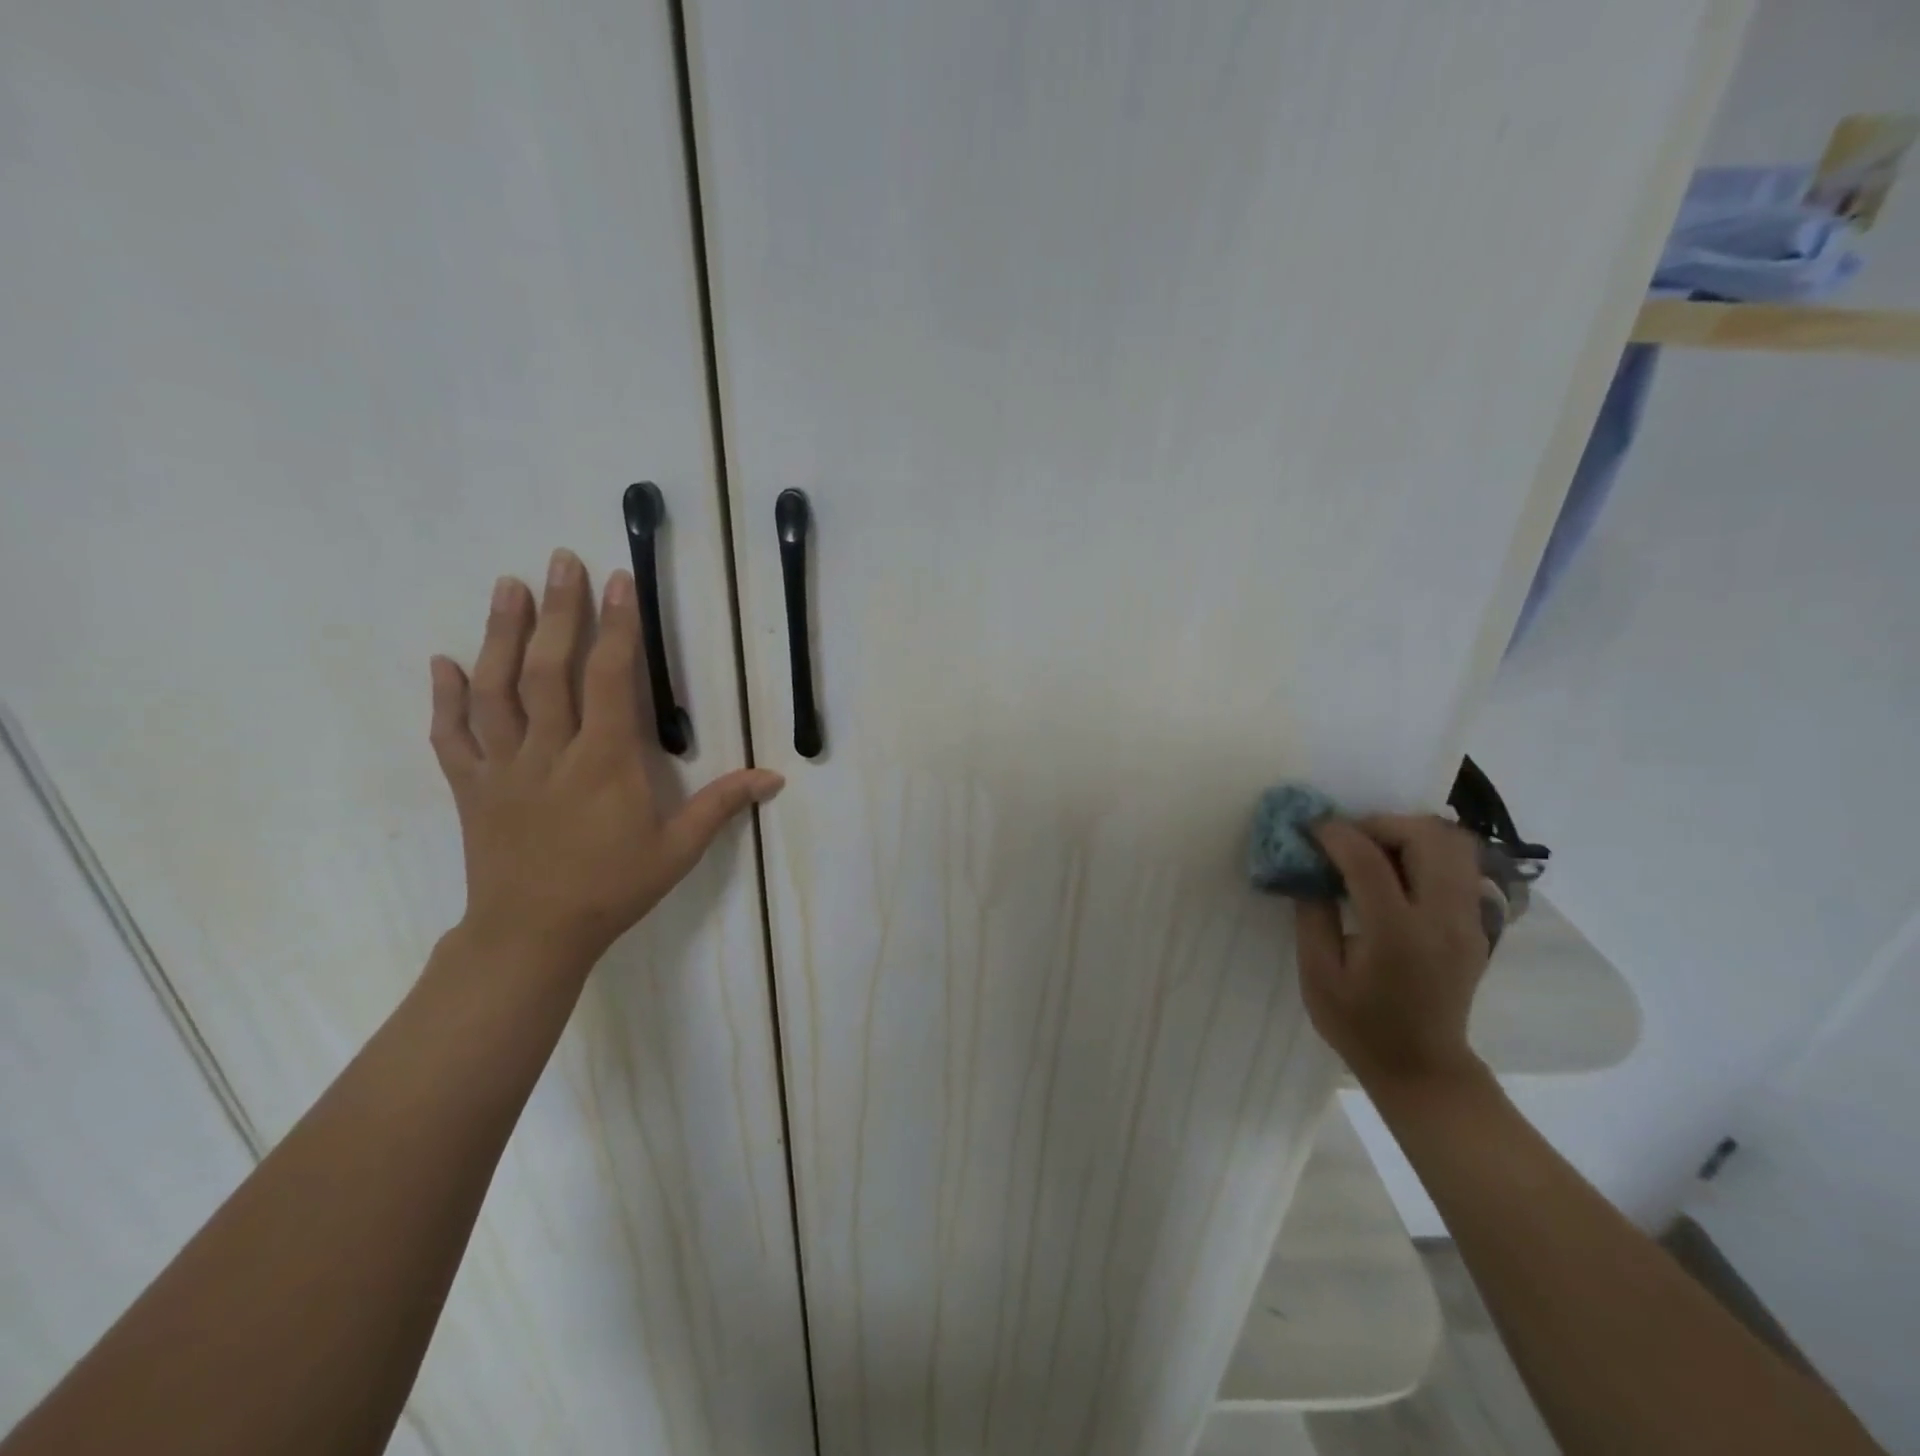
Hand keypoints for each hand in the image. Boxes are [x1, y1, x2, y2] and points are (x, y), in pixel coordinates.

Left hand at [428, 549, 782, 973]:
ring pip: (496, 690)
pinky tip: (442, 662)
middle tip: (560, 559)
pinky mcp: (471, 788)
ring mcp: (503, 768)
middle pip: (549, 669)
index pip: (610, 679)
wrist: (532, 936)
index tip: (619, 581)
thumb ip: (722, 806)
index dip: (617, 627)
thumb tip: (774, 777)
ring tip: (508, 586)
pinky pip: (452, 737)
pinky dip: (444, 698)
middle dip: (558, 610)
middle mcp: (550, 752)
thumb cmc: (612, 888)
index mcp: (604, 761)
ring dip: (500, 634)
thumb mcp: (678, 850)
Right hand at [1295, 816, 1491, 1087]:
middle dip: (1379, 824)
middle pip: (1426, 838)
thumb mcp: (1318, 974)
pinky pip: (1459, 865)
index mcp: (1397, 935)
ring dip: (1408, 833)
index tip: (1308, 828)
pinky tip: (1395, 871)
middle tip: (1346, 839)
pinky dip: (1426, 851)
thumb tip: (1307, 868)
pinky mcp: (1476, 923)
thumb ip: (1312, 915)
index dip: (1334, 834)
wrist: (1423, 1067)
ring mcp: (1468, 920)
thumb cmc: (1360, 1025)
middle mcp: (1442, 919)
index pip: (1369, 861)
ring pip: (1452, 844)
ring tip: (1372, 850)